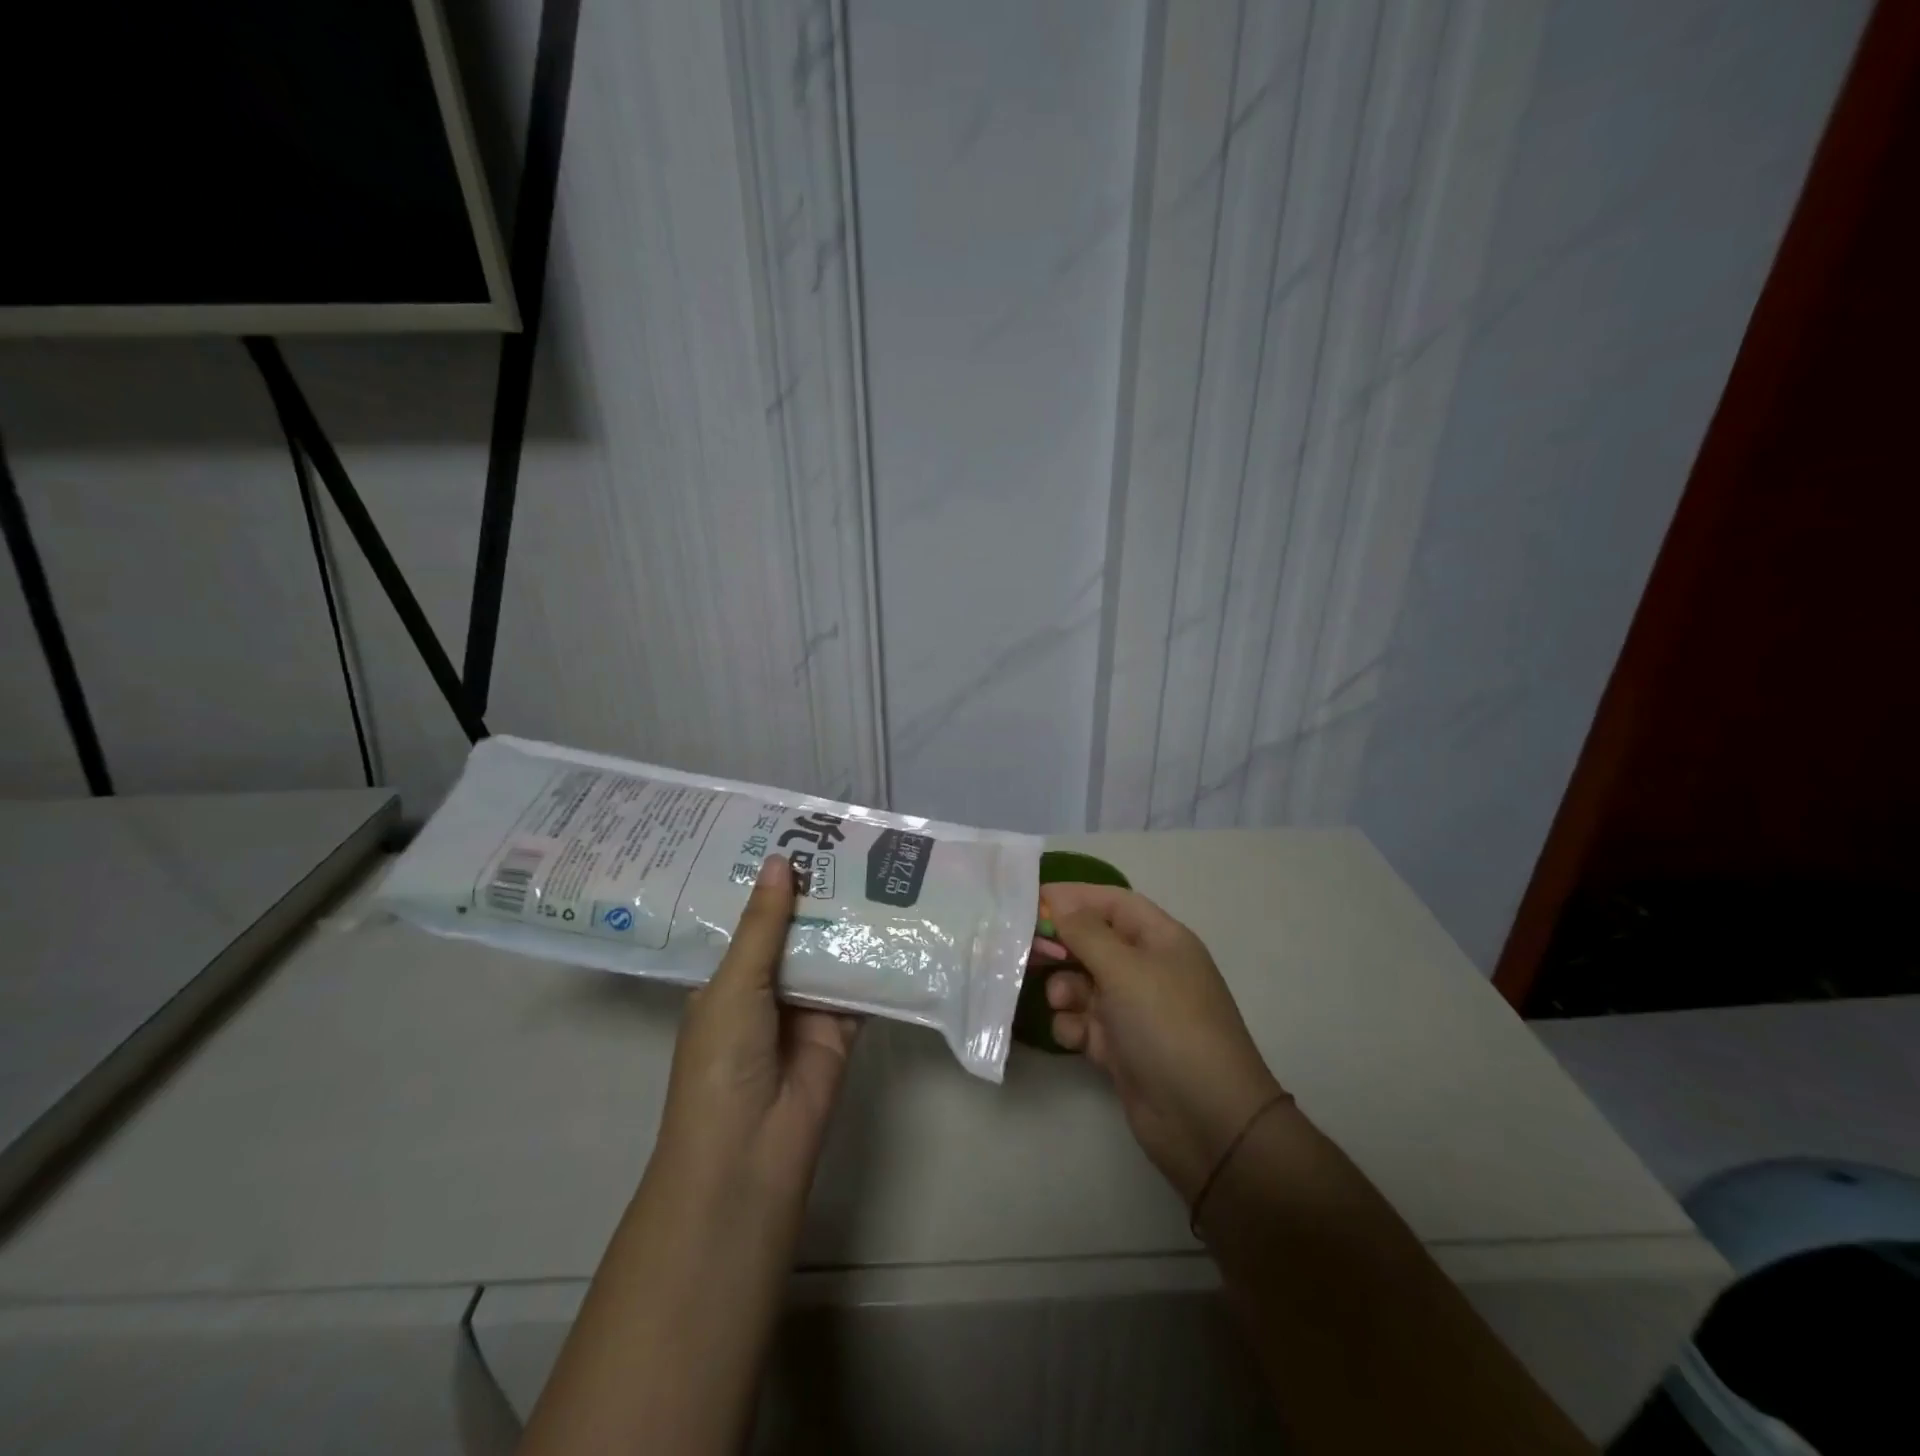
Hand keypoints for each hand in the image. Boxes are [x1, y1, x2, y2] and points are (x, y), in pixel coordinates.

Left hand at [652, 854, 859, 1208]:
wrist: (751, 1151)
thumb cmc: (723, 1060)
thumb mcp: (734, 985)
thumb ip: (764, 925)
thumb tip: (780, 860)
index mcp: (728, 978)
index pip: (752, 919)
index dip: (771, 882)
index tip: (795, 835)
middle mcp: (767, 988)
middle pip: (796, 931)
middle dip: (817, 894)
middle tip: (847, 841)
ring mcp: (806, 1008)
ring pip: (830, 952)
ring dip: (848, 920)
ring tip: (877, 866)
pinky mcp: (843, 1027)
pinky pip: (861, 984)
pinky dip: (877, 958)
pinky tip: (898, 917)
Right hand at [1042, 883, 1284, 1204]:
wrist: (1206, 1120)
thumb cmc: (1167, 1026)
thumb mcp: (1125, 969)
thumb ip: (1086, 932)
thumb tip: (1059, 902)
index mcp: (1161, 940)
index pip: (1113, 903)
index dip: (1074, 897)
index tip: (1031, 900)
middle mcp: (1148, 970)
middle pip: (1095, 942)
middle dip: (1061, 944)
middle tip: (1024, 950)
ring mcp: (1135, 1011)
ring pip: (1085, 984)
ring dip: (1064, 988)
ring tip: (1060, 1002)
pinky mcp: (1122, 1048)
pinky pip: (1086, 1023)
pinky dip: (1073, 1025)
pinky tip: (1074, 1037)